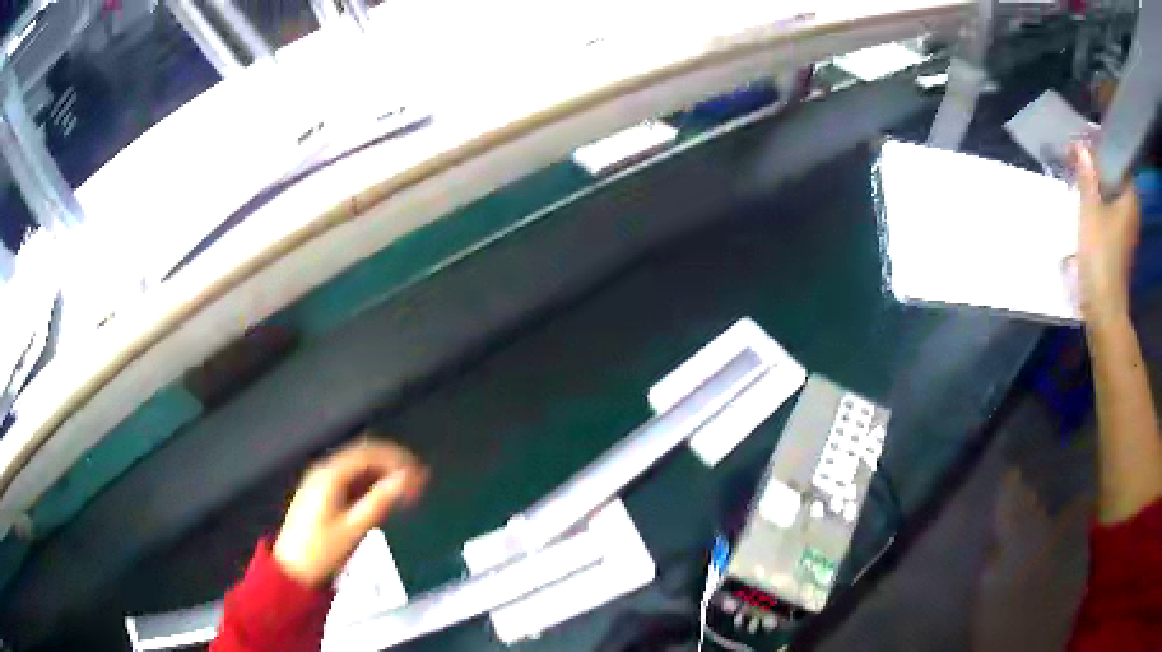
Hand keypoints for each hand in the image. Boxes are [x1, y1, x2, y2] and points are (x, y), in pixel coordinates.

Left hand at [273, 439, 426, 586]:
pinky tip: (386, 497)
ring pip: (360, 467)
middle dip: (393, 464)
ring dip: (384, 474)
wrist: (294, 570)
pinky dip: (372, 484)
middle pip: (365, 456)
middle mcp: (325, 471)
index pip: (369, 453)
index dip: (398, 459)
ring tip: (408, 490)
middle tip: (420, 481)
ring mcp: (323, 481)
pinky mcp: (324, 494)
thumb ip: (381, 501)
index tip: (421, 474)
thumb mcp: (354, 528)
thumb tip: (407, 479)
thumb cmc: (322, 551)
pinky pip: (353, 480)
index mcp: (330, 474)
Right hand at [1071, 142, 1140, 326]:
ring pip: (1112, 193)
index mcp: (1129, 199)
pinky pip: (1110, 210)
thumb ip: (1086, 176)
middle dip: (1097, 163)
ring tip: (1078, 173)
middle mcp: (1131, 211)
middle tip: (1077, 153)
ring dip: (1096, 183)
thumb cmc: (1100, 257)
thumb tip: (1080, 145)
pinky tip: (1085, 200)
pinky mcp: (1119, 243)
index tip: (1084, 138)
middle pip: (1115, 176)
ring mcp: (1126, 229)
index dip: (1102, 146)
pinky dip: (1099, 201)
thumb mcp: (1090, 211)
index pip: (1118, 159)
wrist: (1104, 310)